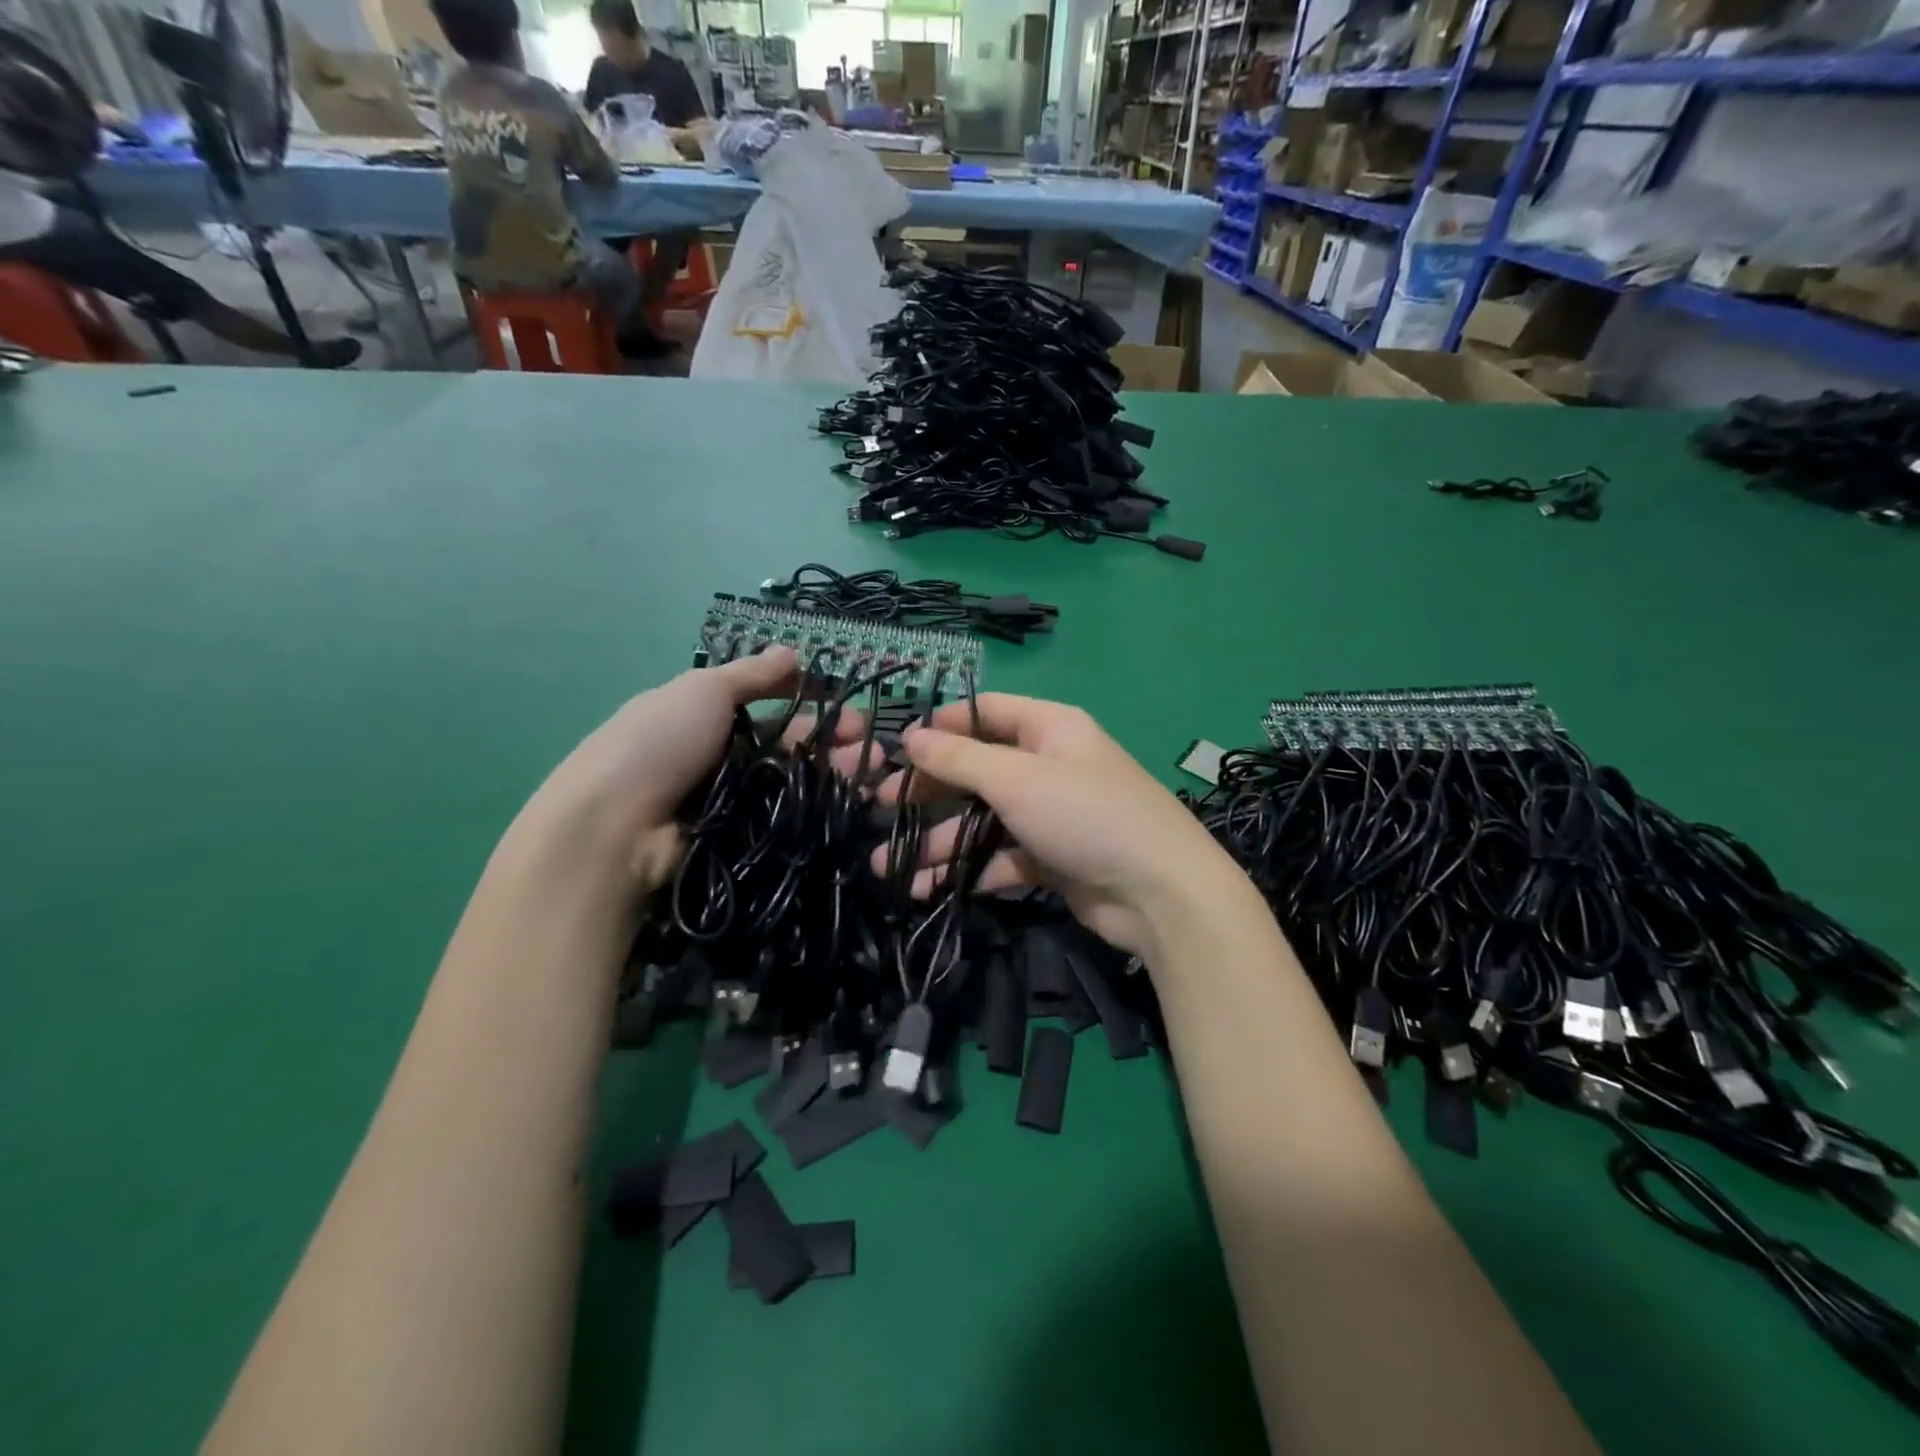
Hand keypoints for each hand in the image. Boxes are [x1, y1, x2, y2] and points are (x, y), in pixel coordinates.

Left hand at [515, 648, 867, 893]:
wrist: (614, 829)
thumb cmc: (659, 743)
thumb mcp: (704, 690)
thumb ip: (753, 673)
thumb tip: (793, 651)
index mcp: (703, 715)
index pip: (767, 705)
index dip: (808, 702)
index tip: (845, 708)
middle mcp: (718, 756)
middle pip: (785, 745)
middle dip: (828, 739)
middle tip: (864, 745)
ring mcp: (728, 801)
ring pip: (790, 782)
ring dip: (829, 772)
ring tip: (864, 773)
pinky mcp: (737, 840)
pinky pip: (782, 819)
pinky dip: (812, 809)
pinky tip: (845, 803)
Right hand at [870, 694, 1246, 958]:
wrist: (1160, 894)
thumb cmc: (1086, 815)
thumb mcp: (1017, 778)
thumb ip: (960, 758)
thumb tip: (911, 736)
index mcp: (1048, 728)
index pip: (984, 712)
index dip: (940, 727)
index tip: (896, 750)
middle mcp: (1048, 765)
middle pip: (976, 769)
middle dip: (929, 792)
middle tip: (880, 809)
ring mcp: (1050, 814)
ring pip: (982, 819)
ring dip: (937, 842)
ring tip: (888, 868)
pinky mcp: (1051, 859)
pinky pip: (999, 857)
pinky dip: (967, 870)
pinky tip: (929, 889)